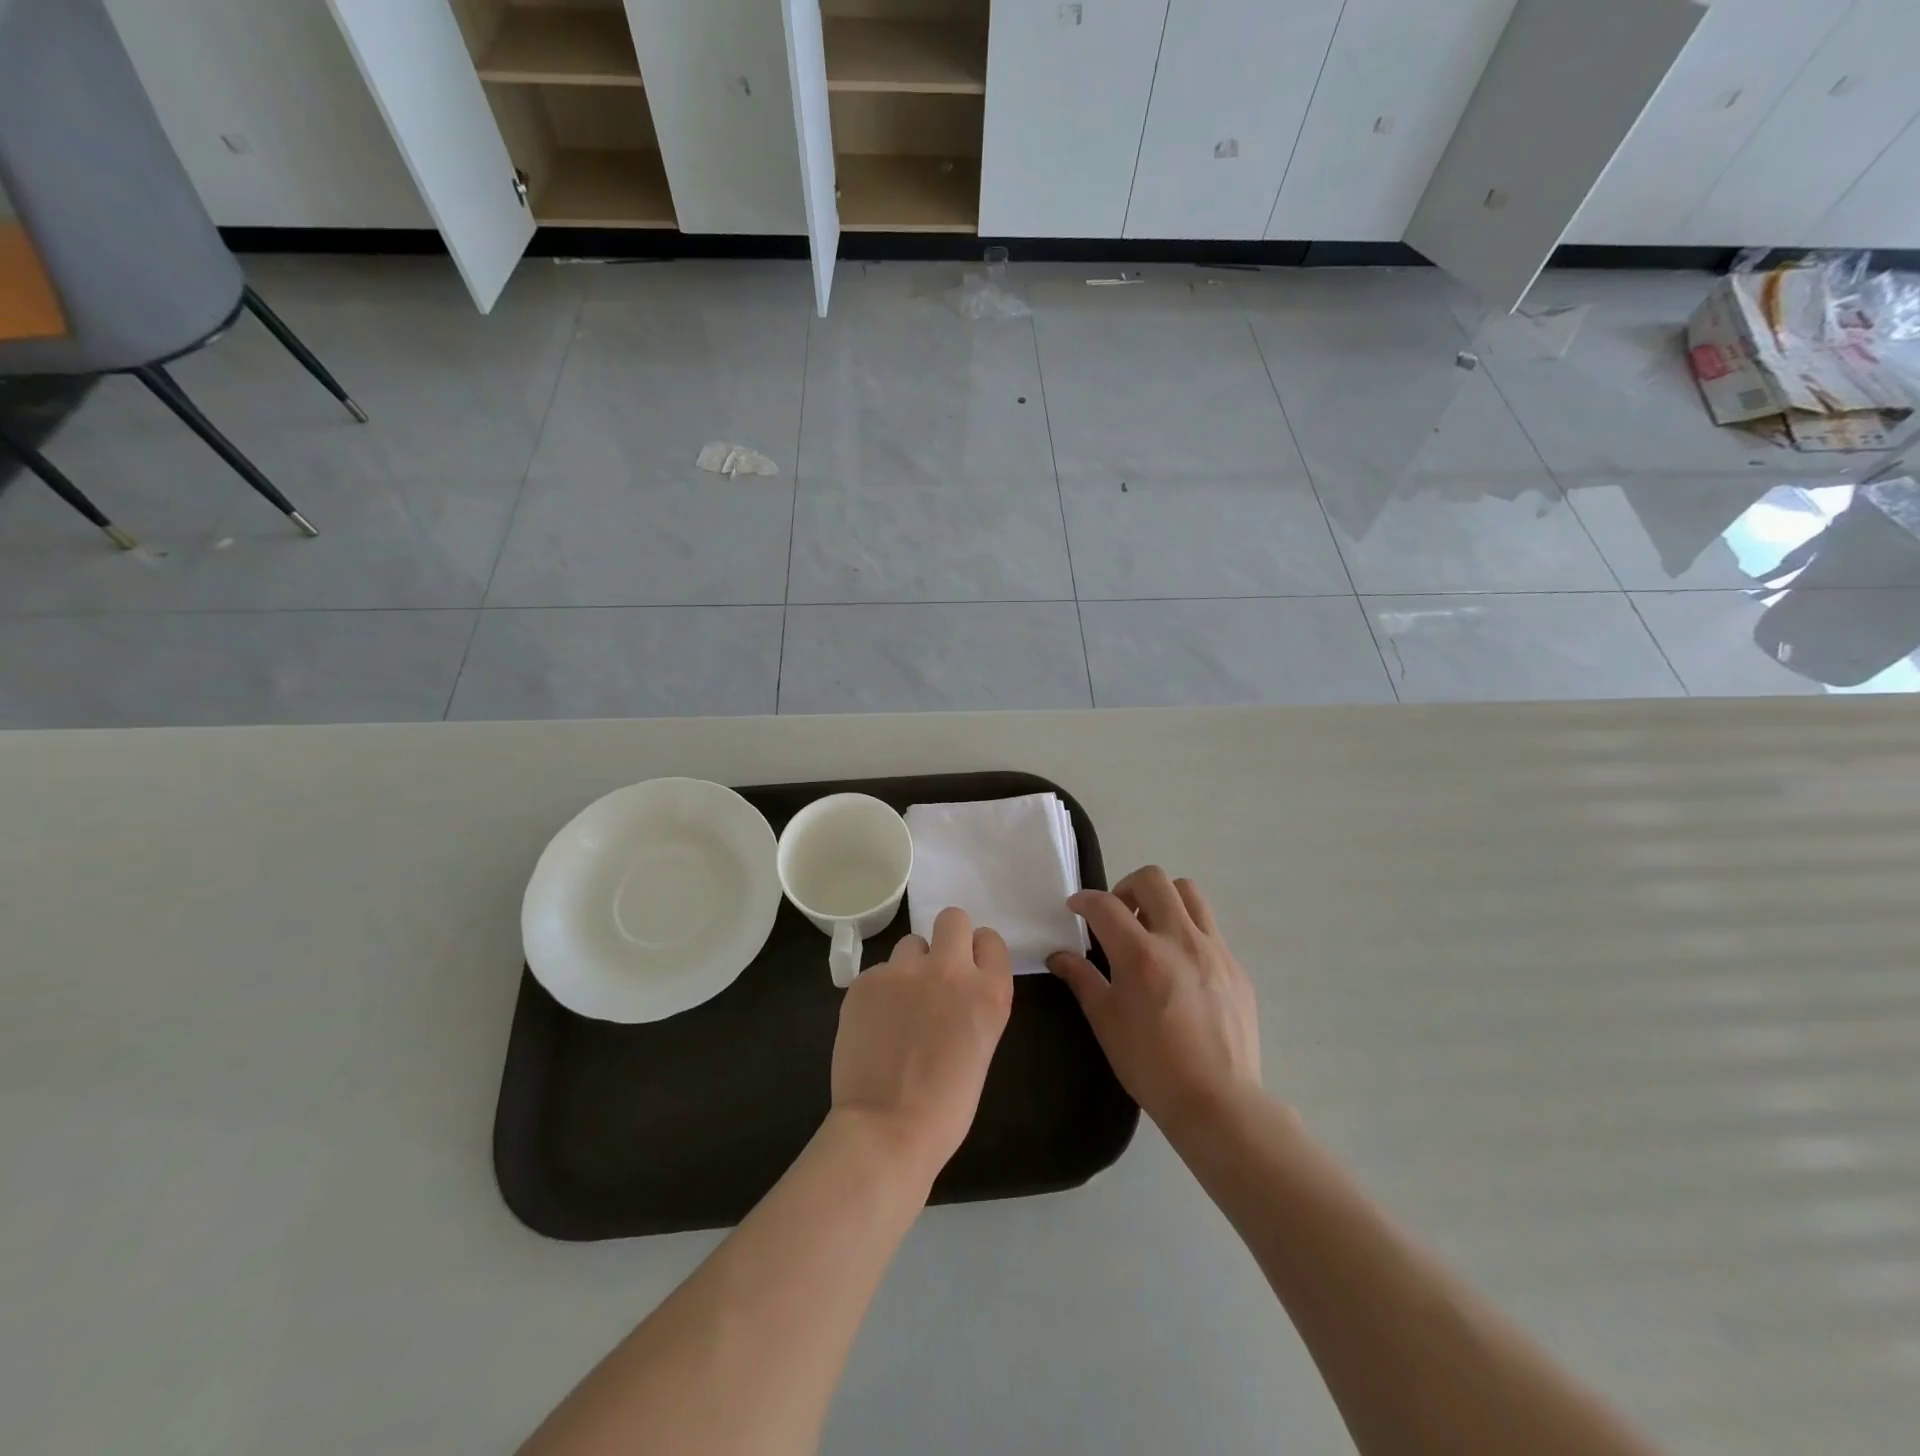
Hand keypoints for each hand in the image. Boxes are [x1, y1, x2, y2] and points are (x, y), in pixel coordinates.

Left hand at [830, 906, 1014, 1181]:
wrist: (887, 1129)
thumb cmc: (946, 1106)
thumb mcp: (980, 1047)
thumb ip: (972, 1005)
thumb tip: (953, 990)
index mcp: (989, 991)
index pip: (990, 940)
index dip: (978, 953)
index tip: (969, 971)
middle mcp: (950, 970)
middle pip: (952, 918)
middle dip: (947, 938)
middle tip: (936, 973)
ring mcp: (904, 971)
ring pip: (911, 943)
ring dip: (910, 966)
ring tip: (900, 1005)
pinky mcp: (866, 980)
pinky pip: (879, 971)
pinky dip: (879, 991)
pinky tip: (875, 1024)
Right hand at [1049, 867, 1260, 1140]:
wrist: (1219, 1103)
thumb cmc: (1151, 1066)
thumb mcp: (1106, 1022)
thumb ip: (1082, 979)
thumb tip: (1058, 955)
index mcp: (1141, 955)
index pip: (1105, 905)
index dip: (1084, 900)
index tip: (1076, 908)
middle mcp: (1180, 940)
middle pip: (1153, 880)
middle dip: (1126, 888)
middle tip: (1116, 915)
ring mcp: (1214, 950)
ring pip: (1189, 893)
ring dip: (1163, 899)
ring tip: (1151, 929)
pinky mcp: (1236, 967)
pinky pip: (1210, 929)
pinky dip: (1188, 931)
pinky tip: (1180, 966)